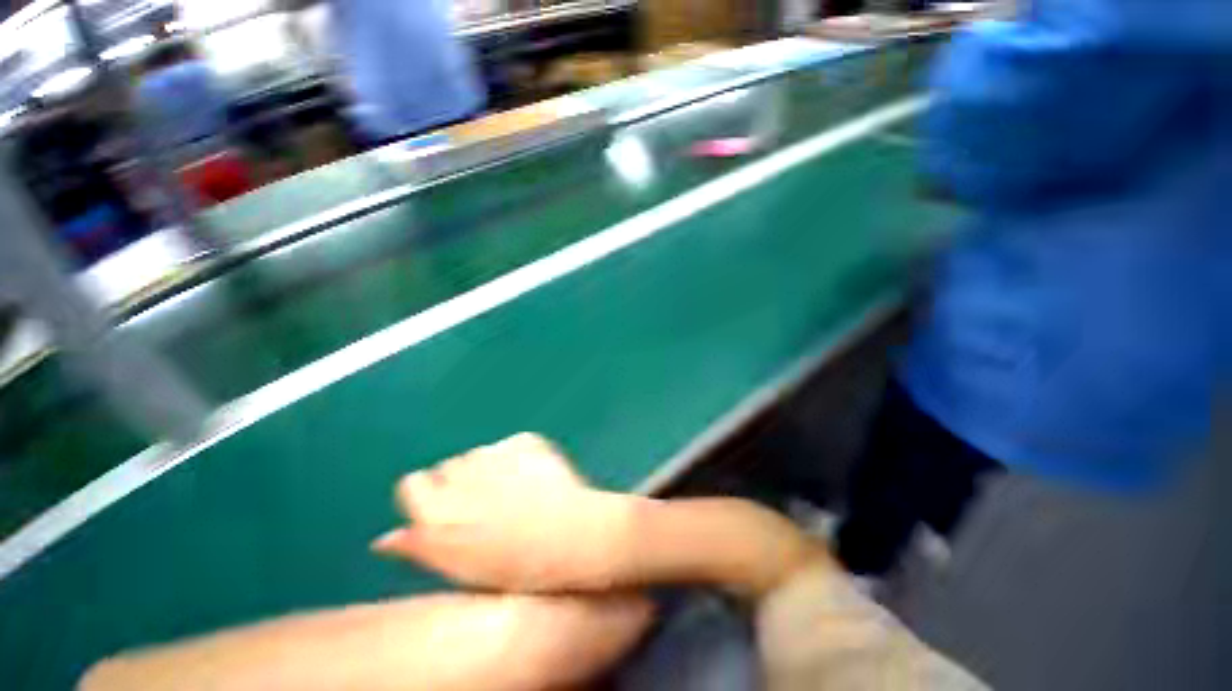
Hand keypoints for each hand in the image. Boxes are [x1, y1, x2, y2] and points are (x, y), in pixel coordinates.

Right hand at [373, 433, 639, 591]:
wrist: (574, 537)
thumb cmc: (515, 564)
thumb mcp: (459, 566)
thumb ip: (420, 546)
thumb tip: (384, 538)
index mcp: (437, 511)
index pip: (413, 484)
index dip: (432, 495)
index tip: (453, 509)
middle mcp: (461, 476)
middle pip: (449, 466)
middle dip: (464, 480)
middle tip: (492, 503)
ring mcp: (496, 453)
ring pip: (480, 453)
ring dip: (492, 467)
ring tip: (517, 492)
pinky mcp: (525, 440)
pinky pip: (511, 445)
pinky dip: (519, 457)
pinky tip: (535, 478)